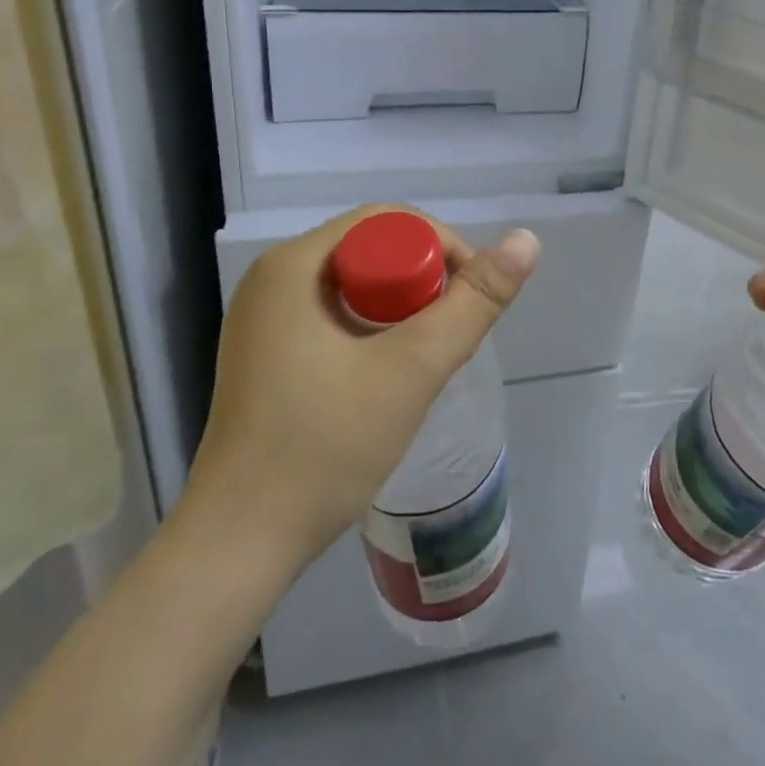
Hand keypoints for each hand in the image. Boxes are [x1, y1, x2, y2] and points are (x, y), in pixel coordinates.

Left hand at [171, 206, 539, 580]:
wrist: (238, 544)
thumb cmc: (323, 447)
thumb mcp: (412, 370)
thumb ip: (473, 304)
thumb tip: (526, 241)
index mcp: (293, 265)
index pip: (385, 222)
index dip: (440, 247)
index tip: (469, 297)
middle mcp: (272, 280)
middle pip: (369, 251)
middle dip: (421, 282)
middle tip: (450, 332)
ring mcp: (263, 319)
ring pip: (354, 286)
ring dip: (399, 309)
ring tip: (426, 357)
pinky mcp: (265, 355)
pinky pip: (332, 316)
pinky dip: (371, 331)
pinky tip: (387, 375)